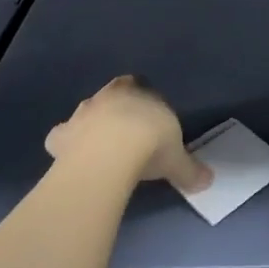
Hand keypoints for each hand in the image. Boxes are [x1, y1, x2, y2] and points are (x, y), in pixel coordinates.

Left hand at [45, 75, 211, 192]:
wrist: (111, 153)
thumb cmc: (150, 144)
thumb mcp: (177, 159)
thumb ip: (190, 169)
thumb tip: (207, 180)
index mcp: (140, 92)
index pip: (141, 86)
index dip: (144, 103)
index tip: (149, 121)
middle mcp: (109, 96)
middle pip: (111, 95)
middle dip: (116, 110)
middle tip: (125, 133)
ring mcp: (82, 113)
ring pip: (85, 113)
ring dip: (90, 126)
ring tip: (99, 149)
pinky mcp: (61, 135)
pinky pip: (60, 137)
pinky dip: (64, 144)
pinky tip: (71, 158)